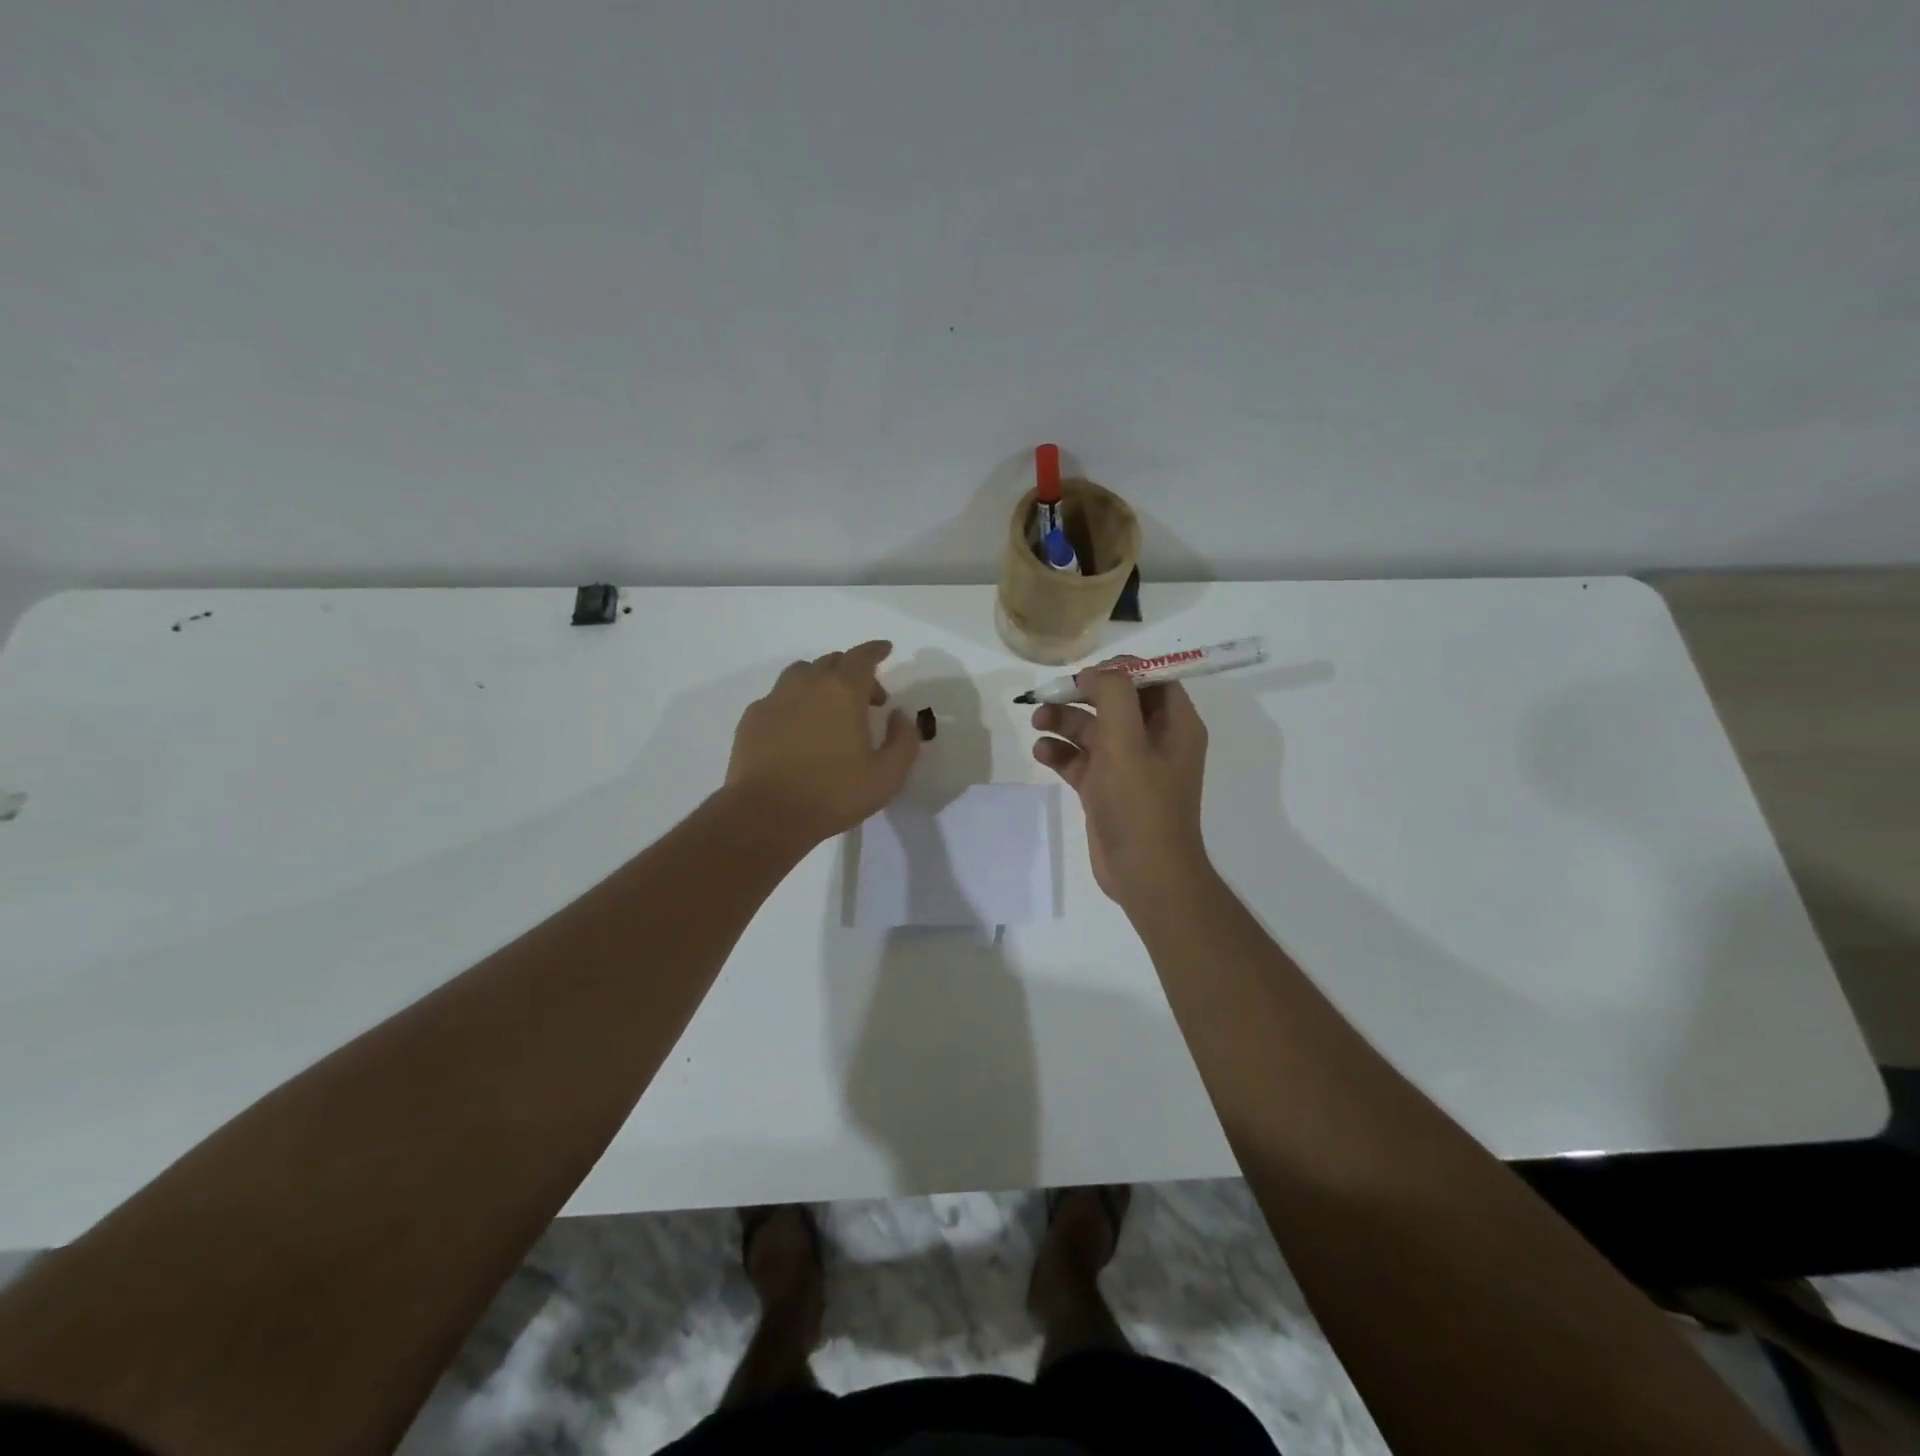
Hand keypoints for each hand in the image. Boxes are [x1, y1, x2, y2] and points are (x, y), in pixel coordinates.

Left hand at [726, 640, 919, 842]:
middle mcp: (807, 684)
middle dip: (853, 672)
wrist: (765, 815)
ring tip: (829, 709)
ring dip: (820, 682)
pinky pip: (778, 697)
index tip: (885, 649)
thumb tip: (899, 716)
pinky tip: (798, 729)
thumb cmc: (833, 794)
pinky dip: (794, 702)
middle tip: (866, 700)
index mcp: (843, 691)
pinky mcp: (751, 718)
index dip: (876, 650)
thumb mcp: (887, 776)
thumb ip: (903, 740)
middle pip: (832, 661)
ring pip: (801, 674)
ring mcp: (774, 699)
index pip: (862, 656)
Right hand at [1031, 663, 1210, 906]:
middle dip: (1081, 695)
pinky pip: (1081, 759)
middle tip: (1049, 695)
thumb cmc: (1140, 802)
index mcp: (1175, 724)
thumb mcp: (1127, 740)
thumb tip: (1095, 673)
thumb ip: (1113, 694)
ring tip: (1037, 722)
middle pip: (1115, 702)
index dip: (1118, 670)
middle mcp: (1155, 740)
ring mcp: (1129, 766)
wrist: (1144, 873)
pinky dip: (1061, 752)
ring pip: (1093, 730)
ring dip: (1065, 722)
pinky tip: (1042, 752)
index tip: (1084, 674)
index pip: (1151, 678)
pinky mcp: (1106, 789)